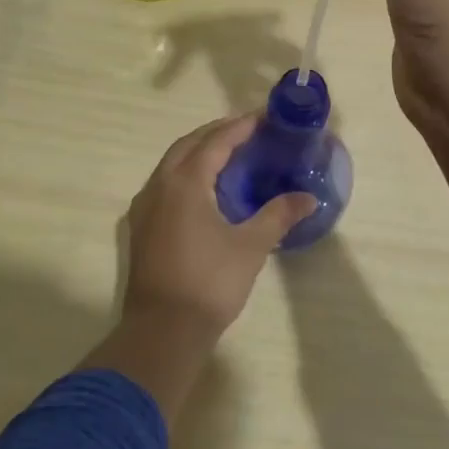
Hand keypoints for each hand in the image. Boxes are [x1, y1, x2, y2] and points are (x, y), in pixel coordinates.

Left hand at [123, 116, 315, 342]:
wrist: (162, 331)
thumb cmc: (210, 282)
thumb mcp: (251, 246)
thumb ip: (279, 215)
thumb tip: (308, 198)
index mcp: (185, 183)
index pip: (215, 141)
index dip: (240, 127)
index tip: (263, 118)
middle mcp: (159, 186)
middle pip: (188, 145)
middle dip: (216, 133)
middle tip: (246, 132)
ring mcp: (144, 207)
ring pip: (171, 164)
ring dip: (197, 152)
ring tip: (227, 155)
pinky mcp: (140, 227)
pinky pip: (163, 184)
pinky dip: (185, 173)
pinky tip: (202, 190)